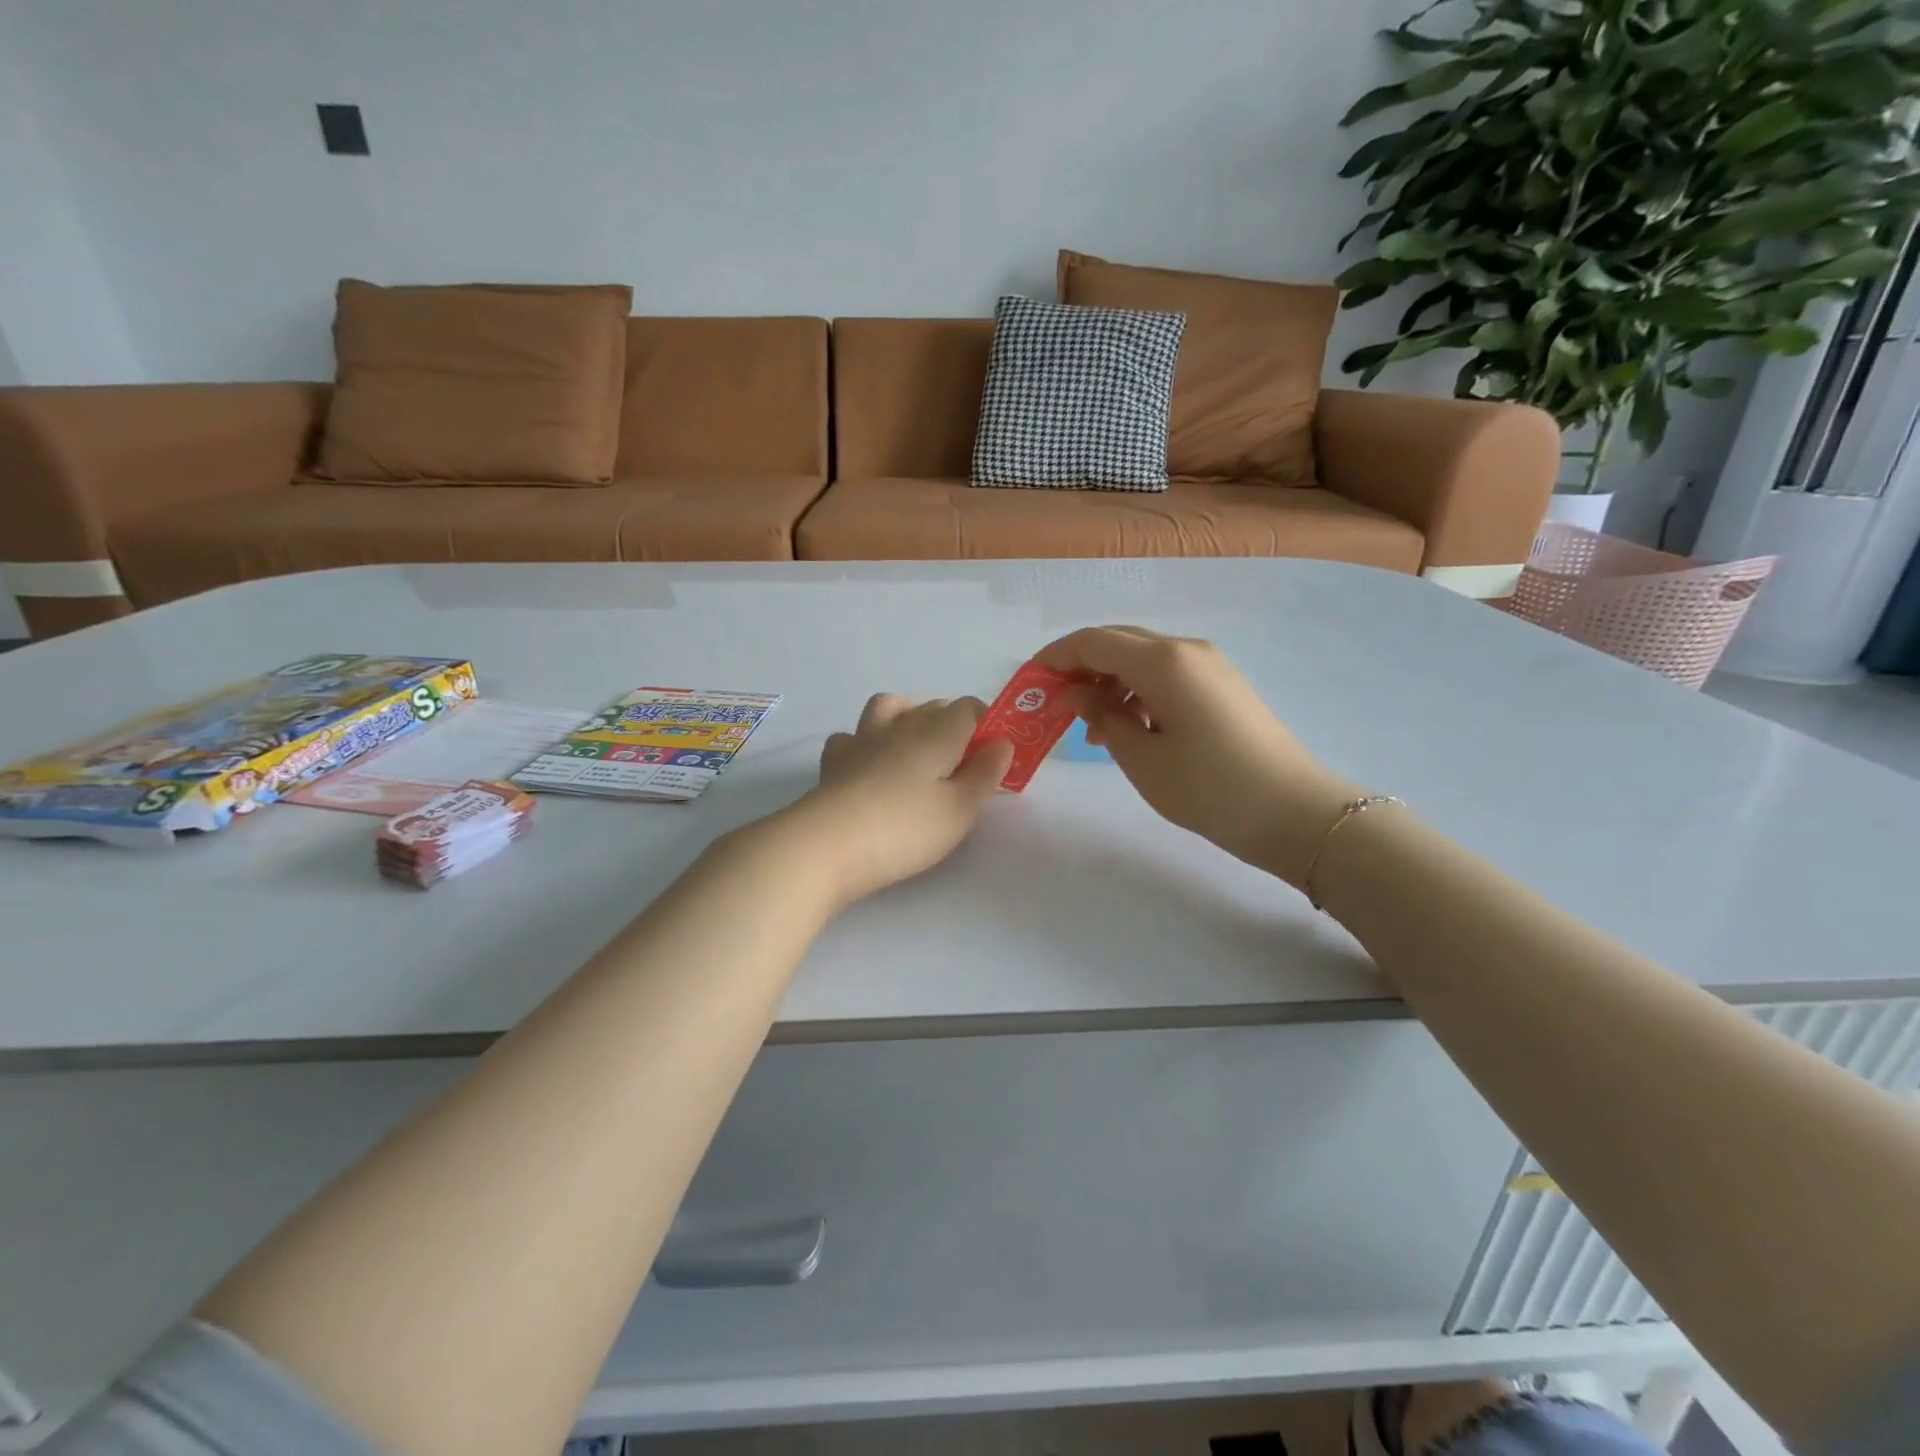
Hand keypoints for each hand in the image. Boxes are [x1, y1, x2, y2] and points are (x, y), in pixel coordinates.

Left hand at [787, 694, 1013, 907]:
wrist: (828, 845)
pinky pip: (853, 737)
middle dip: (953, 725)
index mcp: (938, 732)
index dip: (986, 724)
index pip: (969, 708)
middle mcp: (901, 726)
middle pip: (933, 707)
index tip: (992, 755)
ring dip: (907, 718)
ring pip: (889, 708)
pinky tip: (870, 767)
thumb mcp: (961, 809)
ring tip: (916, 752)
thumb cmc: (906, 828)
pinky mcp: (834, 762)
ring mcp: (863, 740)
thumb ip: (986, 773)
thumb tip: (1002, 742)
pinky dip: (865, 744)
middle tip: (962, 767)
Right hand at [1036, 626, 1365, 886]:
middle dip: (1079, 668)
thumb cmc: (1210, 789)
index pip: (1093, 641)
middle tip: (1055, 708)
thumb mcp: (1142, 758)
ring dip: (1108, 683)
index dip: (1054, 658)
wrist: (1296, 813)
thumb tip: (1074, 693)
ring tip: (1095, 731)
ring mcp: (1209, 664)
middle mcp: (1186, 649)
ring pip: (1142, 658)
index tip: (1028, 684)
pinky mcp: (1221, 684)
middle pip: (1117, 641)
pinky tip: (1131, 729)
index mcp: (1163, 661)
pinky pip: (1166, 674)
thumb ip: (1102, 717)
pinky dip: (1137, 692)